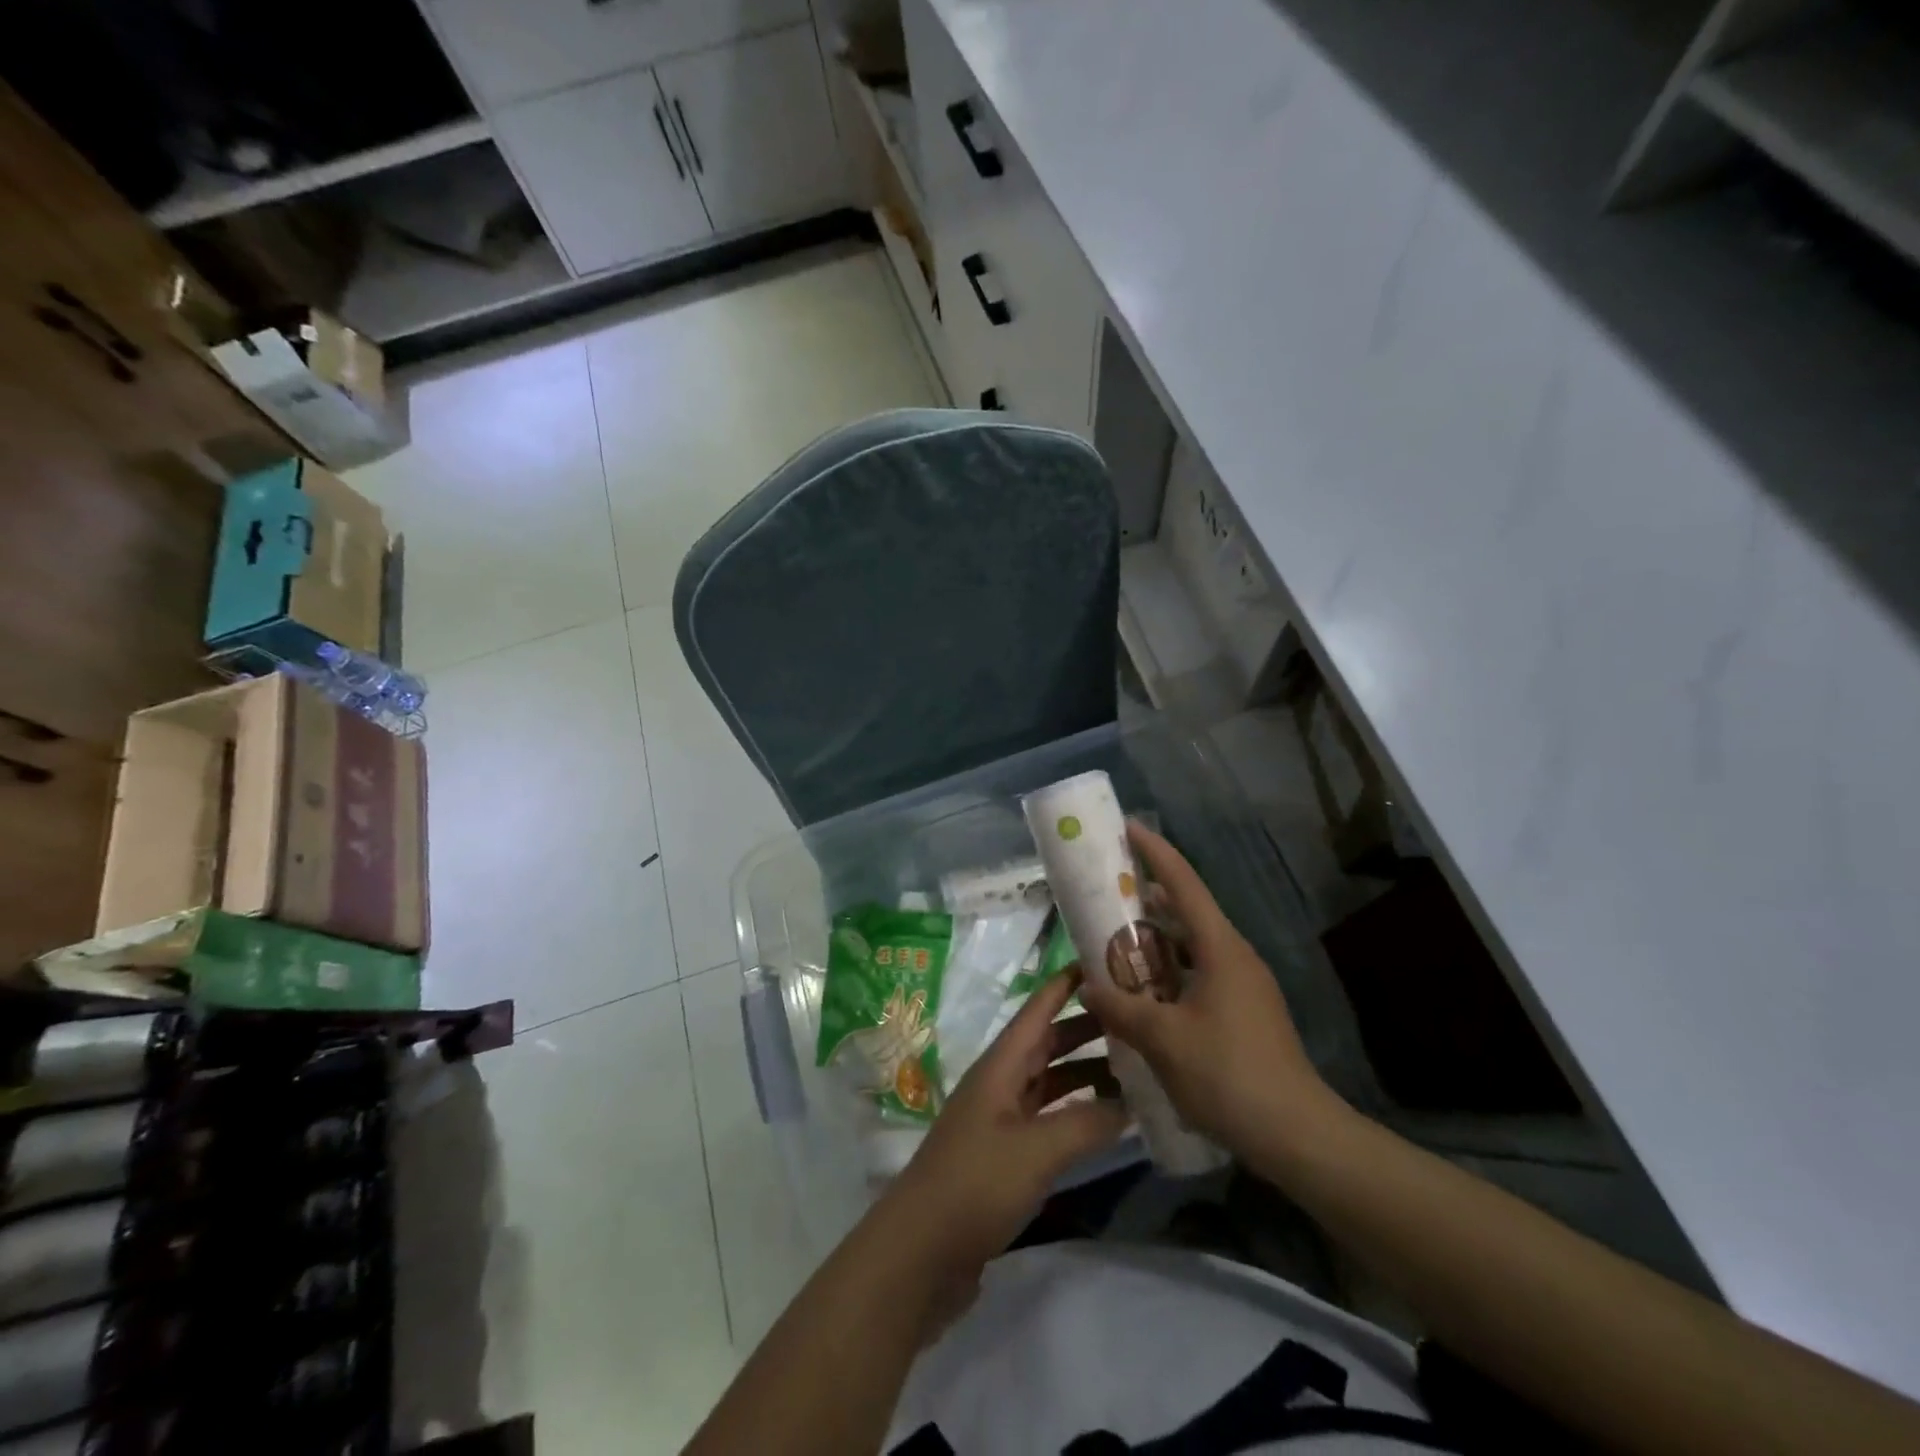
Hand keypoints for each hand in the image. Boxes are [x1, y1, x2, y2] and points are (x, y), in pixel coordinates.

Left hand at [880, 969, 1127, 1278]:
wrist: (920, 1252)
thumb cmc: (975, 1184)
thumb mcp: (1036, 1149)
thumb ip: (1085, 1122)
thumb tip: (1129, 1102)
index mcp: (1000, 1066)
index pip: (1037, 1010)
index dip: (1065, 983)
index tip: (1103, 961)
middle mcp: (1000, 1083)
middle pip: (1047, 1043)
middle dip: (1086, 1028)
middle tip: (1135, 1017)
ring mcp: (1001, 1120)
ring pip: (1049, 1081)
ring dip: (1085, 1072)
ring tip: (1133, 1068)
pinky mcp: (1004, 1156)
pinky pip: (1047, 1119)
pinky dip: (1076, 1113)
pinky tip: (1106, 1122)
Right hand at [1077, 821, 1338, 1160]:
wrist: (1297, 1135)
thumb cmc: (1228, 1074)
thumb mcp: (1163, 1039)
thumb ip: (1121, 1008)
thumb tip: (1088, 988)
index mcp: (1220, 948)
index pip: (1184, 884)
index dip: (1156, 852)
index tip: (1129, 828)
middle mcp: (1235, 956)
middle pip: (1188, 912)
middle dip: (1148, 900)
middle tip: (1107, 895)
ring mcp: (1244, 986)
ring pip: (1193, 948)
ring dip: (1157, 942)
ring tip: (1116, 945)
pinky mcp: (1246, 1014)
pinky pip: (1200, 976)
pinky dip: (1170, 974)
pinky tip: (1145, 996)